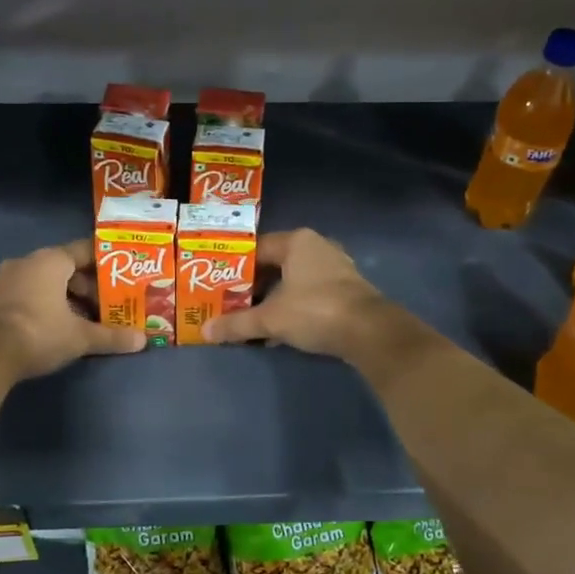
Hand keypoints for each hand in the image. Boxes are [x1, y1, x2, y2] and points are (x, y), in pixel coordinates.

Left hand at [0, 241, 144, 379]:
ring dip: (66, 297)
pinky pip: (27, 293)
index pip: (85, 250)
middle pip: (66, 267)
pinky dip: (45, 304)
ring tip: (85, 319)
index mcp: (50, 260)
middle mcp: (27, 261)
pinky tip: (57, 326)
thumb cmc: (39, 333)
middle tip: (107, 305)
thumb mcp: (80, 337)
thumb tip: (143, 341)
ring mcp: (5, 279)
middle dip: (87, 286)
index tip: (123, 275)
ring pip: (45, 281)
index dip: (106, 263)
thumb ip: (111, 336)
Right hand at [203, 228, 387, 357]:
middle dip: (253, 287)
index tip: (217, 284)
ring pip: (293, 281)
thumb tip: (205, 331)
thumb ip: (237, 323)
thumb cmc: (315, 311)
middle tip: (230, 303)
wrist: (369, 332)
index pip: (256, 248)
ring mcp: (335, 268)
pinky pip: (310, 294)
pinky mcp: (346, 290)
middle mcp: (317, 247)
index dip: (235, 267)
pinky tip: (279, 331)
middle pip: (275, 265)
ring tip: (251, 319)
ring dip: (273, 300)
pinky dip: (293, 308)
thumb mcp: (270, 318)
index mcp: (296, 241)